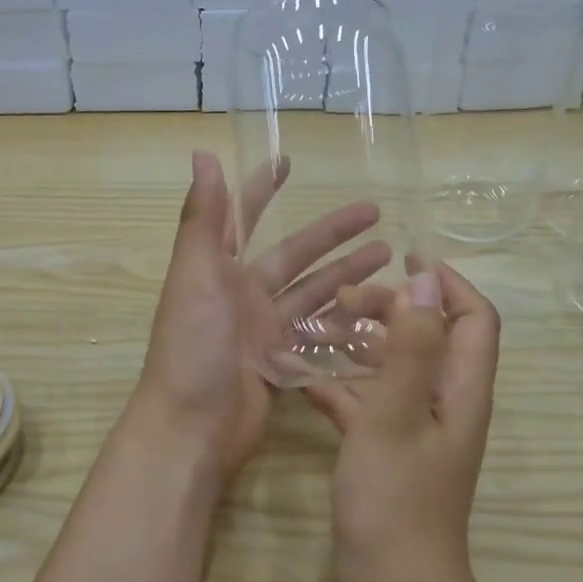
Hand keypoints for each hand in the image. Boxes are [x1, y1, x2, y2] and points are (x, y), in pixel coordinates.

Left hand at [129, 151, 388, 484]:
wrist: (192, 427)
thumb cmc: (193, 346)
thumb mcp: (196, 276)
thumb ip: (203, 218)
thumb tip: (202, 154)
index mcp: (218, 270)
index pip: (243, 218)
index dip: (262, 190)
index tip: (288, 161)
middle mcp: (241, 295)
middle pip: (294, 256)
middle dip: (331, 233)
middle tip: (376, 213)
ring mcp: (262, 331)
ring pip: (312, 294)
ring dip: (347, 273)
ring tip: (390, 257)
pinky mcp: (280, 363)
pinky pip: (317, 335)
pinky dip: (344, 323)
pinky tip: (379, 311)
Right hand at [302, 263, 501, 581]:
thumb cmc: (395, 498)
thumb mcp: (397, 414)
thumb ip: (411, 346)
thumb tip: (426, 280)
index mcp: (460, 389)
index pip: (473, 318)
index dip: (447, 284)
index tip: (405, 259)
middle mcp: (445, 403)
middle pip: (428, 336)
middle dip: (392, 309)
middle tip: (345, 300)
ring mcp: (416, 428)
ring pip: (395, 368)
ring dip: (363, 345)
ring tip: (319, 329)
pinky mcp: (389, 450)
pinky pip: (369, 403)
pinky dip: (343, 386)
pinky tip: (305, 380)